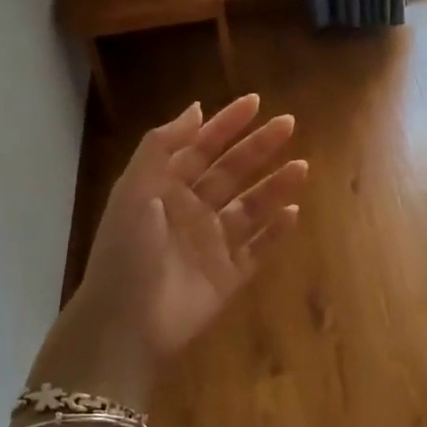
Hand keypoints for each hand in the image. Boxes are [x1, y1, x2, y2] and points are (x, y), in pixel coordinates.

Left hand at [21, 96, 306, 426]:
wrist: (125, 323)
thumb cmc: (127, 250)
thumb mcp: (135, 189)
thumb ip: (163, 146)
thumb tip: (196, 108)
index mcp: (165, 188)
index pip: (200, 147)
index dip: (226, 124)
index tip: (256, 102)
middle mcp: (191, 211)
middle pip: (231, 172)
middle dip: (258, 148)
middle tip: (289, 124)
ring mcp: (211, 244)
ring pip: (250, 208)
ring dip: (274, 186)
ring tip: (301, 167)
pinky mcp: (228, 276)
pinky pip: (258, 249)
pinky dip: (276, 232)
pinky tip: (293, 212)